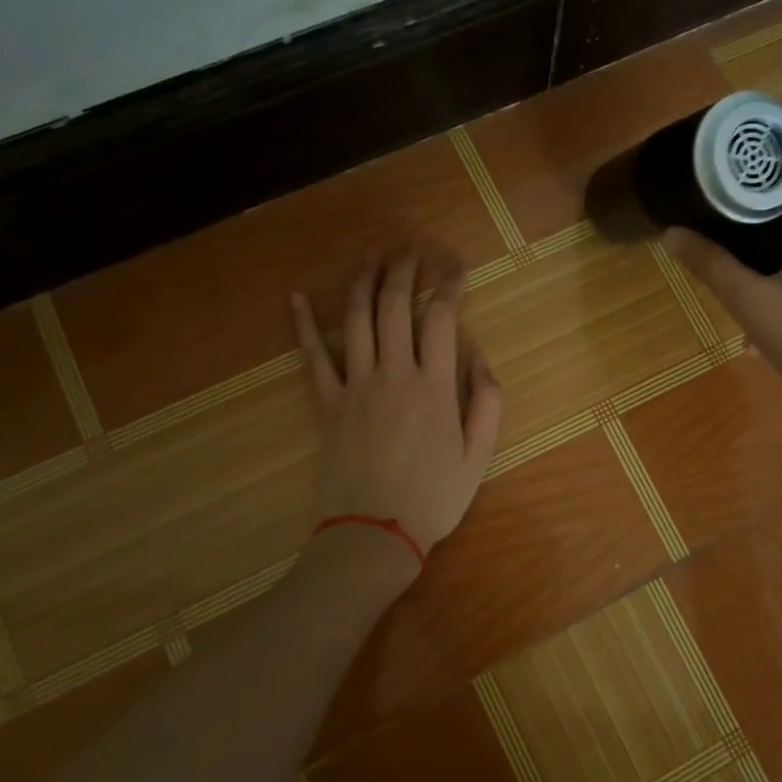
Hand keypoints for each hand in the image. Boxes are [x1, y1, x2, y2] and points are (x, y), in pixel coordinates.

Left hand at [291, 252, 504, 570]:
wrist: (375, 533)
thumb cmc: (434, 497)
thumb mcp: (478, 455)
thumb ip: (486, 402)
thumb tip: (480, 357)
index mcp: (433, 385)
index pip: (441, 318)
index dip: (448, 284)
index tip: (454, 266)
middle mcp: (393, 374)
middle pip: (394, 307)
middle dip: (403, 270)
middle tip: (411, 249)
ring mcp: (355, 386)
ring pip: (355, 320)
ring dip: (363, 283)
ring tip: (371, 257)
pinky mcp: (327, 404)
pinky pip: (313, 358)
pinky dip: (303, 326)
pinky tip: (296, 298)